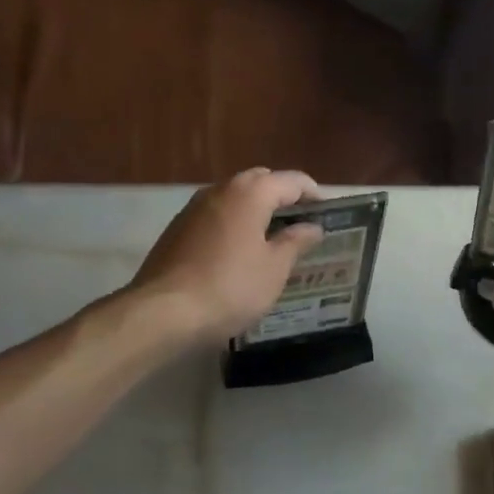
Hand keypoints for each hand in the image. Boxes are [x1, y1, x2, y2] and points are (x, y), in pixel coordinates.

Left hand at [129, 169, 325, 342]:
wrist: (164, 312)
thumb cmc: (231, 287)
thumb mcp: (274, 269)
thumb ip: (296, 242)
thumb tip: (312, 226)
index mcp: (250, 193)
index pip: (292, 180)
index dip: (314, 194)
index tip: (329, 213)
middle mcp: (220, 190)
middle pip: (260, 182)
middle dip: (282, 197)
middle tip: (301, 224)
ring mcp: (193, 208)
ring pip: (234, 198)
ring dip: (255, 210)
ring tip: (273, 239)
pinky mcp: (177, 229)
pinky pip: (215, 216)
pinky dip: (233, 224)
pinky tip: (239, 252)